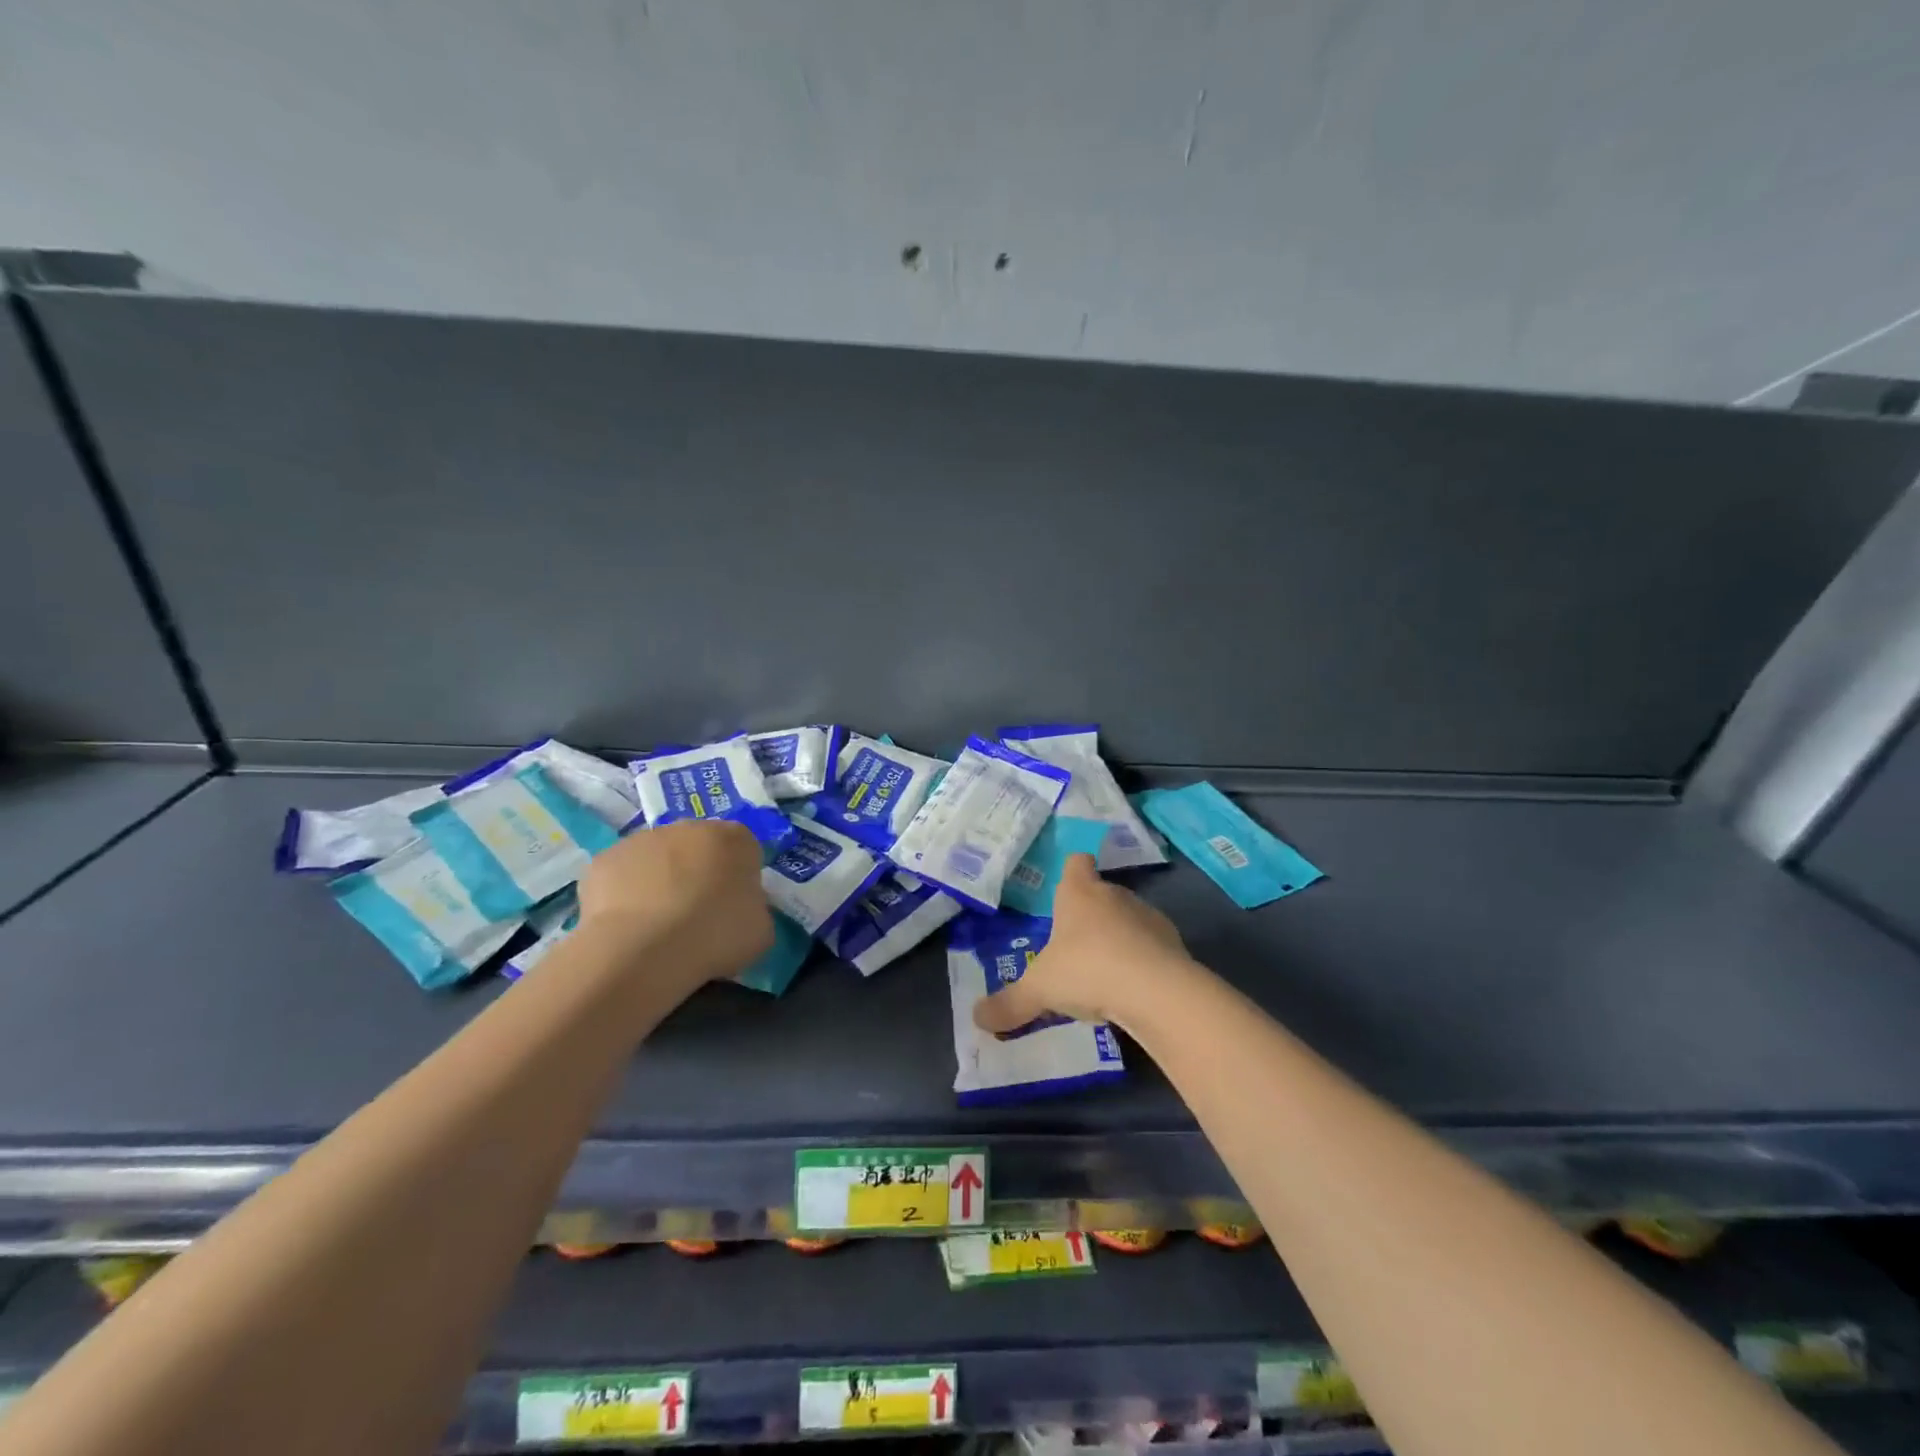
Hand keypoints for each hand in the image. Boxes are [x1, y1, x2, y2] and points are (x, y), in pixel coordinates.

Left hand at [576, 820, 772, 985]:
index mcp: (736, 838)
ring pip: (658, 857)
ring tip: (657, 925)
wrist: (643, 950)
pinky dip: (626, 894)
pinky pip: (623, 875)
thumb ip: (754, 909)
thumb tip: (740, 909)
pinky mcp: (605, 859)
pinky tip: (627, 926)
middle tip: (696, 914)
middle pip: (699, 846)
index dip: (739, 877)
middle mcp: (690, 827)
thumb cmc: (715, 936)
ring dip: (661, 880)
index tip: (734, 906)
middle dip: (699, 872)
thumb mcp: (761, 930)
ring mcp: (643, 839)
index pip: (744, 848)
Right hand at [973, 854, 1192, 1033]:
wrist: (1158, 992)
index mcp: (1080, 892)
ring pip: (1127, 920)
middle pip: (1100, 895)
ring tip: (1102, 975)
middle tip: (1071, 948)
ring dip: (1117, 940)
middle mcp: (1115, 895)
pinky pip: (1150, 947)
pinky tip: (1130, 990)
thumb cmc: (1088, 970)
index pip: (1076, 863)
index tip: (1064, 891)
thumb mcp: (1039, 990)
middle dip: (1088, 916)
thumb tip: (977, 1018)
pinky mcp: (1174, 944)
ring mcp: (1148, 917)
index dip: (1071, 873)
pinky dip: (1141, 962)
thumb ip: (1009, 1004)